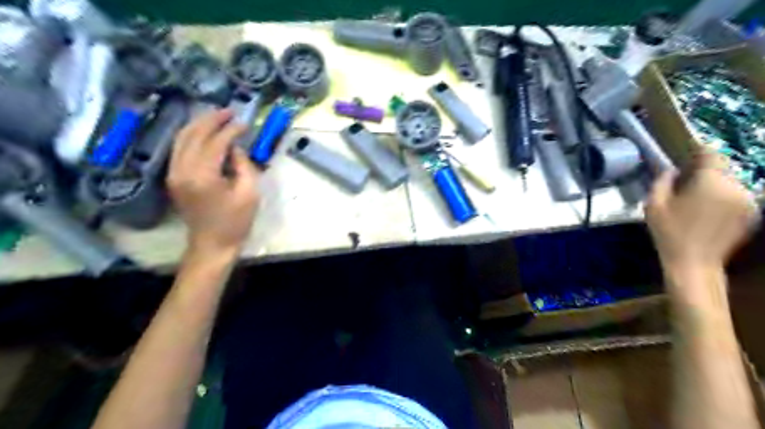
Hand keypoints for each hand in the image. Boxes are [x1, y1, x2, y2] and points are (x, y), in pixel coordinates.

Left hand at [168, 109, 261, 253]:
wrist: (212, 244)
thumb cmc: (236, 222)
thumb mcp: (249, 193)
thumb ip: (243, 165)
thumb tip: (235, 148)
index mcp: (203, 175)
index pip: (215, 142)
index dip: (230, 130)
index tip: (244, 122)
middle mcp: (182, 170)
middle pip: (193, 134)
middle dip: (212, 120)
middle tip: (229, 112)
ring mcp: (174, 173)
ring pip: (182, 138)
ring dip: (200, 125)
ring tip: (218, 117)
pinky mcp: (174, 177)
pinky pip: (180, 148)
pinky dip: (192, 136)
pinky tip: (205, 133)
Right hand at [645, 153, 756, 268]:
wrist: (694, 263)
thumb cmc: (669, 232)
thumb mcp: (653, 205)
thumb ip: (661, 182)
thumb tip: (670, 170)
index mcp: (710, 182)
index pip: (711, 154)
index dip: (699, 151)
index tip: (688, 155)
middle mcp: (735, 187)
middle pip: (721, 169)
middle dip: (705, 172)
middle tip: (686, 183)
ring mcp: (748, 201)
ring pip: (730, 183)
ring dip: (715, 186)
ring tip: (697, 200)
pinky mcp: (752, 213)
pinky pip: (737, 196)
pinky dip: (724, 198)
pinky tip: (708, 212)